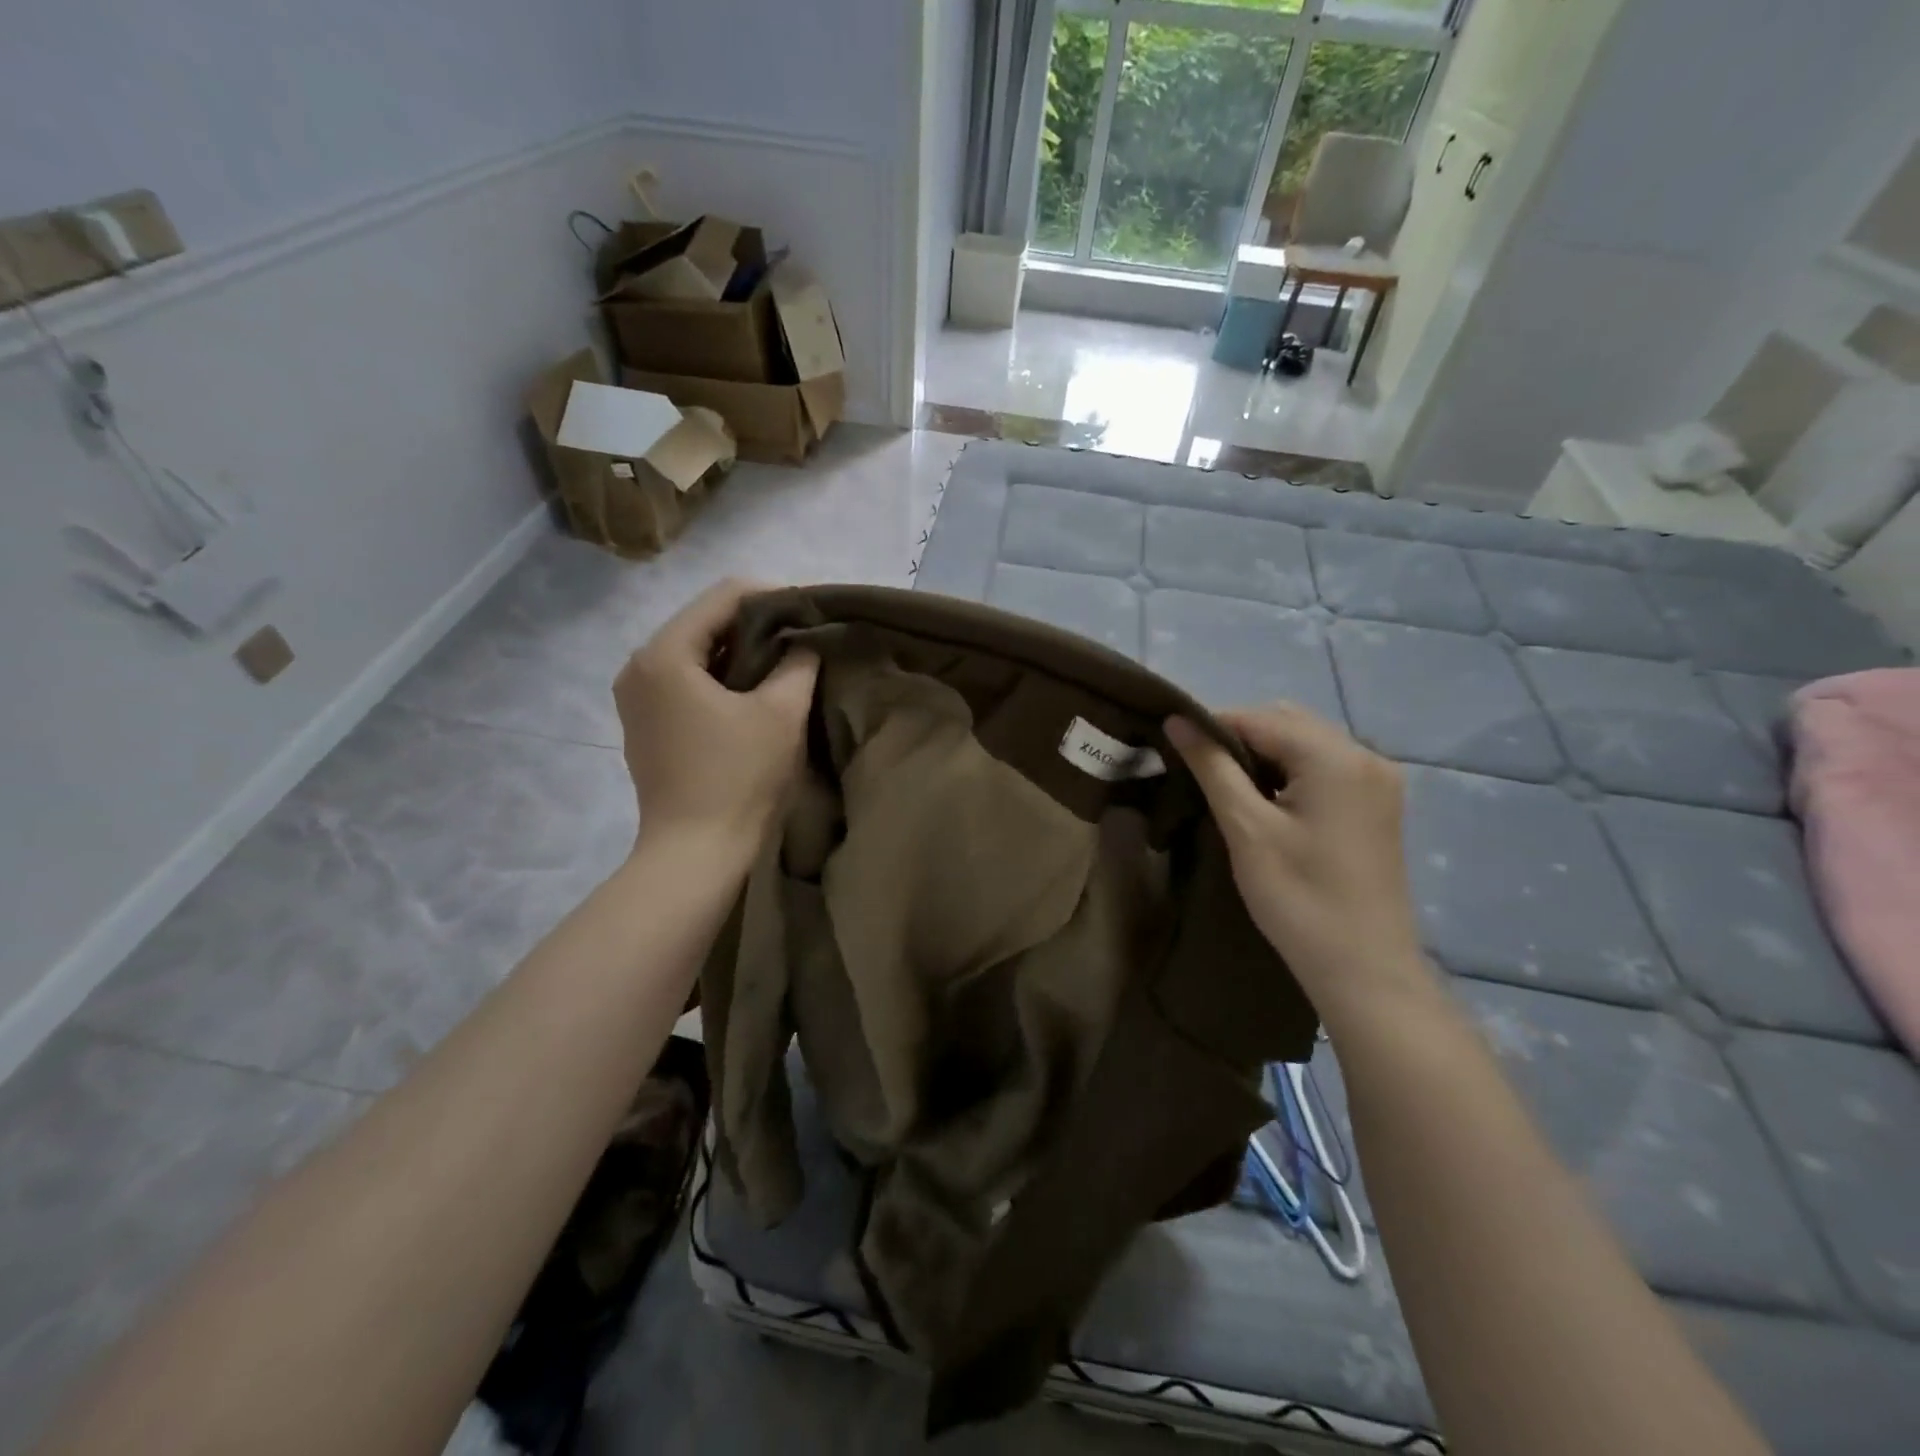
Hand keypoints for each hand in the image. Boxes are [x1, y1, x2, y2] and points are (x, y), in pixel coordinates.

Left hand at [613, 579, 817, 850]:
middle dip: (756, 626)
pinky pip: (686, 681)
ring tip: (784, 665)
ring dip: (740, 653)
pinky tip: (753, 694)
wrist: (696, 853)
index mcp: (664, 654)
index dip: (773, 596)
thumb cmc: (739, 778)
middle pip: (705, 621)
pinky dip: (721, 678)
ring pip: (696, 652)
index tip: (811, 614)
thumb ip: (798, 662)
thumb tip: (803, 641)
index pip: (723, 596)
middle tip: (802, 639)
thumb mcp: (781, 712)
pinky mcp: (645, 724)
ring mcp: (636, 697)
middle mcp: (638, 666)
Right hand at [1165, 703, 1433, 1024]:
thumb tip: (1176, 721)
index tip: (1174, 749)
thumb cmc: (1299, 897)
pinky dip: (1291, 772)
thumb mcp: (1246, 828)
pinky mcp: (1378, 805)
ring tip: (1228, 787)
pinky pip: (1325, 767)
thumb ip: (1212, 767)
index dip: (1212, 727)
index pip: (1260, 718)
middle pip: (1288, 722)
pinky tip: (1268, 802)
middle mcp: (1365, 756)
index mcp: (1336, 757)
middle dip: (1240, 737)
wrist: (1363, 969)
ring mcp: (1378, 781)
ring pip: (1306, 743)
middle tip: (1200, 771)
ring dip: (1265, 754)